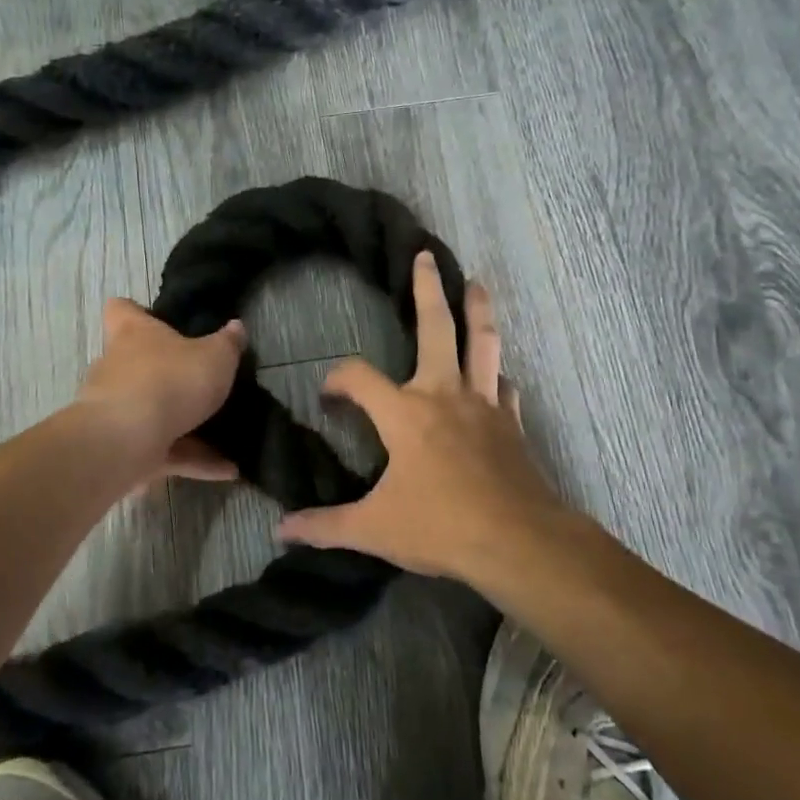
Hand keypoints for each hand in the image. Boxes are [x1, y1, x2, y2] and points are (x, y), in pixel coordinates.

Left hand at [74, 299, 245, 481]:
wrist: (125, 441)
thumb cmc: (170, 380)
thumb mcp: (215, 357)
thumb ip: (227, 344)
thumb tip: (236, 327)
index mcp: (133, 333)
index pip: (121, 310)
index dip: (137, 312)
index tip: (160, 321)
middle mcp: (117, 367)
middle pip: (137, 363)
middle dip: (167, 376)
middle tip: (202, 383)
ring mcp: (116, 410)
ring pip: (153, 413)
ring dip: (186, 426)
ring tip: (226, 436)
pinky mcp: (123, 448)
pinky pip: (164, 451)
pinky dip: (193, 459)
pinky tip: (228, 470)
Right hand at [277, 252, 570, 584]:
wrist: (518, 541)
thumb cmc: (441, 527)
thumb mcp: (374, 529)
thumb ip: (325, 525)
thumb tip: (281, 530)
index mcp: (406, 413)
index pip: (359, 378)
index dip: (337, 379)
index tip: (329, 395)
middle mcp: (444, 396)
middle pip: (437, 328)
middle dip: (428, 290)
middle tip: (426, 257)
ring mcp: (484, 406)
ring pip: (484, 344)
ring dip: (479, 311)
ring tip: (477, 284)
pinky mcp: (512, 425)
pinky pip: (505, 389)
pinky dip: (498, 377)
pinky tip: (499, 377)